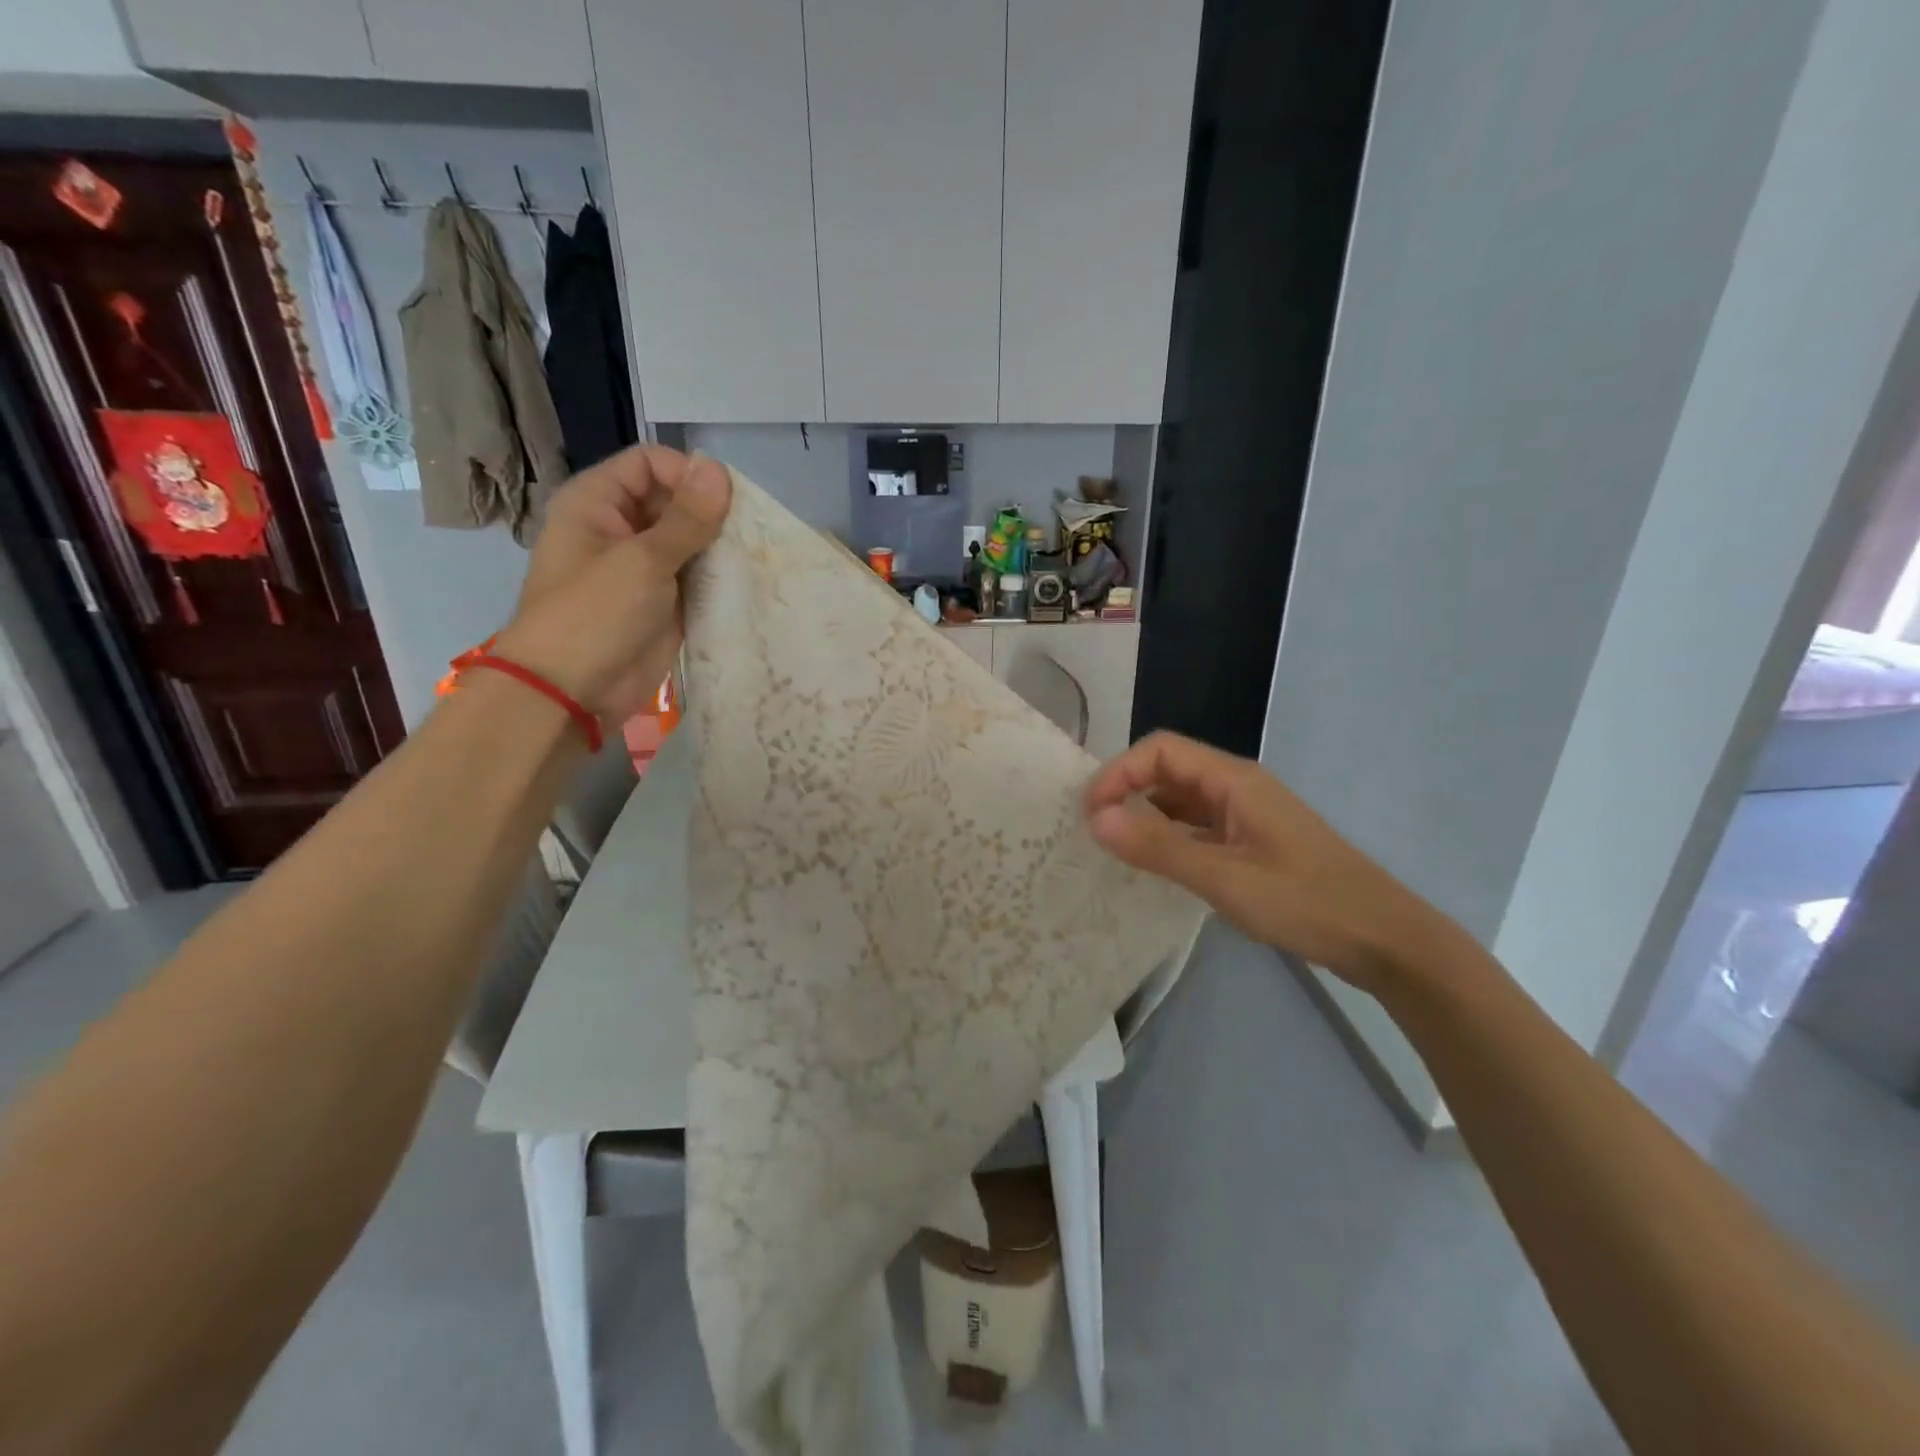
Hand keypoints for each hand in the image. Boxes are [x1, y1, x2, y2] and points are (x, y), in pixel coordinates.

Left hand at [494, 446, 731, 724]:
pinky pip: (697, 580)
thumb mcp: (643, 560)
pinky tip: (747, 581)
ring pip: (690, 542)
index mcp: (597, 503)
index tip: (725, 501)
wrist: (573, 692)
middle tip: (749, 532)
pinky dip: (719, 579)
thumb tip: (719, 469)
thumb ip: (687, 518)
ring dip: (720, 547)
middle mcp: (621, 529)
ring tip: (754, 556)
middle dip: (711, 513)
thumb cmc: (595, 615)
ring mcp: (644, 569)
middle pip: (674, 501)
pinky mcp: (664, 604)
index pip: (649, 464)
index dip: (687, 473)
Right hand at [1084, 731, 1455, 992]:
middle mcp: (1238, 787)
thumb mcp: (1223, 878)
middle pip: (1169, 769)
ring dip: (1146, 815)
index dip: (1119, 773)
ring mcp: (1247, 815)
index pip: (1160, 751)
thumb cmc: (1305, 902)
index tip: (1090, 814)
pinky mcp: (1253, 842)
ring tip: (1115, 848)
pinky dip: (1170, 837)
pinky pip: (1198, 826)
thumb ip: (1158, 847)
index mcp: (1234, 780)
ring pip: (1182, 800)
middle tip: (1094, 831)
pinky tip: (1157, 865)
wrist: (1384, 940)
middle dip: (1126, 790)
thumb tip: (1095, 817)